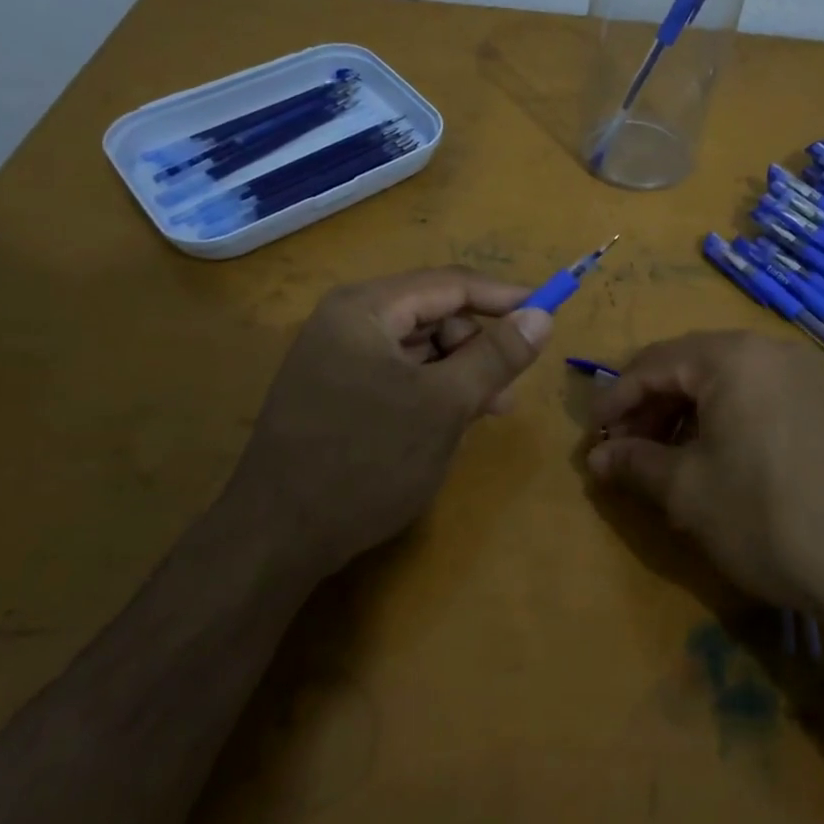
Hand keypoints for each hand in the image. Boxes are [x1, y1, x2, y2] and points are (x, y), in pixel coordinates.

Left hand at [232, 267, 551, 578]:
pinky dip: (430, 390)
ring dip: (458, 371)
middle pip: (432, 313)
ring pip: (416, 347)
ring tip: (488, 411)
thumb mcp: (445, 405)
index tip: (548, 311)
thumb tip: (542, 316)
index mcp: (365, 308)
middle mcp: (346, 321)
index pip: (449, 284)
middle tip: (510, 385)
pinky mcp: (332, 391)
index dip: (503, 296)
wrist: (275, 539)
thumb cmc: (367, 461)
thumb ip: (496, 355)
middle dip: (477, 344)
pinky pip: (396, 374)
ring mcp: (334, 357)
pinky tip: (449, 422)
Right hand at [586, 331, 823, 612]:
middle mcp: (770, 352)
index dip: (614, 401)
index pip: (652, 364)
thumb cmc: (766, 517)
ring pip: (724, 384)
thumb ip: (635, 463)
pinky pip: (756, 400)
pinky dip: (723, 423)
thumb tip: (596, 457)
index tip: (591, 437)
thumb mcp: (687, 491)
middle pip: (689, 367)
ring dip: (684, 416)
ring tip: (663, 460)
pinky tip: (712, 462)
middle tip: (623, 451)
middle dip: (649, 408)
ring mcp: (804, 378)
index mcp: (732, 356)